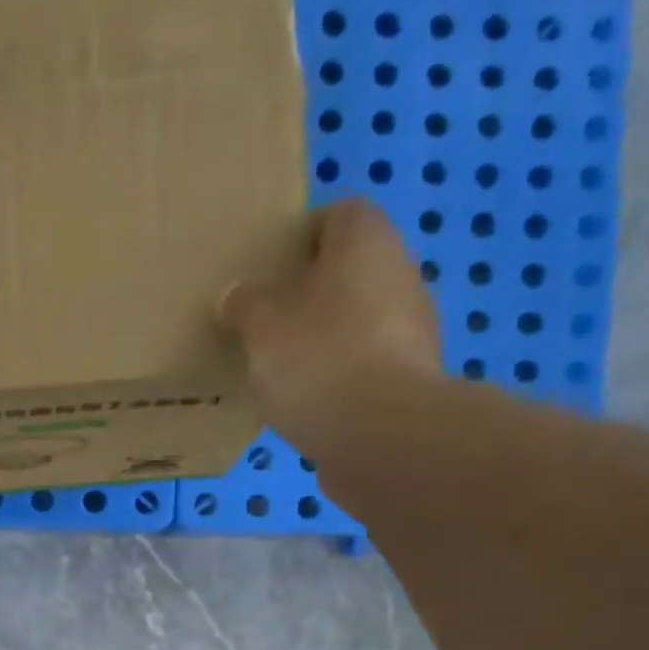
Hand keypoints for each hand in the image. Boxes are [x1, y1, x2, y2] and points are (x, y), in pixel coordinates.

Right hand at [221, 198, 442, 445]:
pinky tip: (312, 401)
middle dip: (312, 291)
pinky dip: (343, 373)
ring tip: (286, 368)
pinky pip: (368, 361)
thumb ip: (245, 306)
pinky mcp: (412, 375)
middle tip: (269, 322)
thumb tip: (235, 294)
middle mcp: (400, 270)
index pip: (338, 214)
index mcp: (365, 240)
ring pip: (361, 317)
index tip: (270, 271)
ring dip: (329, 335)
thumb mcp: (261, 330)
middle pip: (351, 268)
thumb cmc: (318, 361)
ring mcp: (413, 326)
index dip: (302, 236)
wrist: (383, 435)